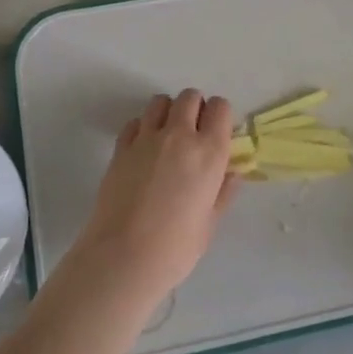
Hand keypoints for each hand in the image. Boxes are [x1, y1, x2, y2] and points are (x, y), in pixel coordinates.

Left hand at [73, 90, 239, 311]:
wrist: (124, 257)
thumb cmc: (176, 248)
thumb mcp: (210, 222)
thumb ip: (222, 192)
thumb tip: (231, 173)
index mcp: (210, 152)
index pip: (220, 107)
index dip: (220, 116)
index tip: (217, 133)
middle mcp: (179, 135)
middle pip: (189, 97)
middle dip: (195, 108)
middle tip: (193, 134)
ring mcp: (147, 138)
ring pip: (160, 101)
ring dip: (167, 112)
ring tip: (167, 136)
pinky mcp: (121, 147)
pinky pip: (135, 122)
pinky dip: (142, 128)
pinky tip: (143, 150)